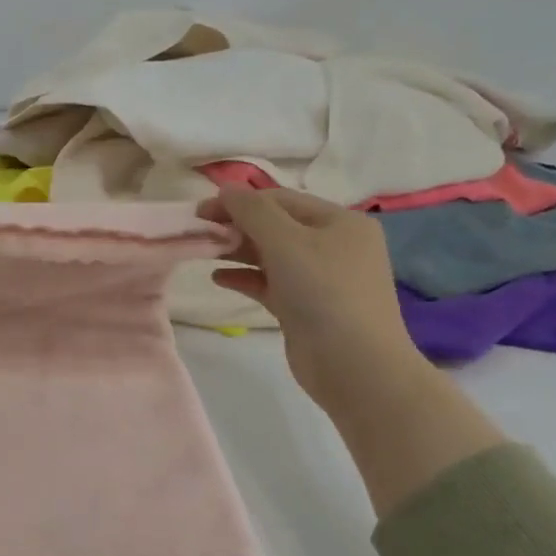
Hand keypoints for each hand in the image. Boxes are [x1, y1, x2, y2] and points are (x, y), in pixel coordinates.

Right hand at [201, 186, 424, 412]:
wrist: (355, 365)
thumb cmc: (323, 292)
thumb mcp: (286, 241)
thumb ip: (252, 211)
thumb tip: (226, 190)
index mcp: (340, 222)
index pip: (281, 199)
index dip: (240, 201)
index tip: (201, 211)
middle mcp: (334, 246)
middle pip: (277, 226)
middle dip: (238, 226)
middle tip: (200, 233)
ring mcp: (321, 279)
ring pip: (272, 255)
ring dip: (238, 251)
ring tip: (205, 252)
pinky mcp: (306, 307)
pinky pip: (270, 283)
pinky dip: (245, 278)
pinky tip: (219, 279)